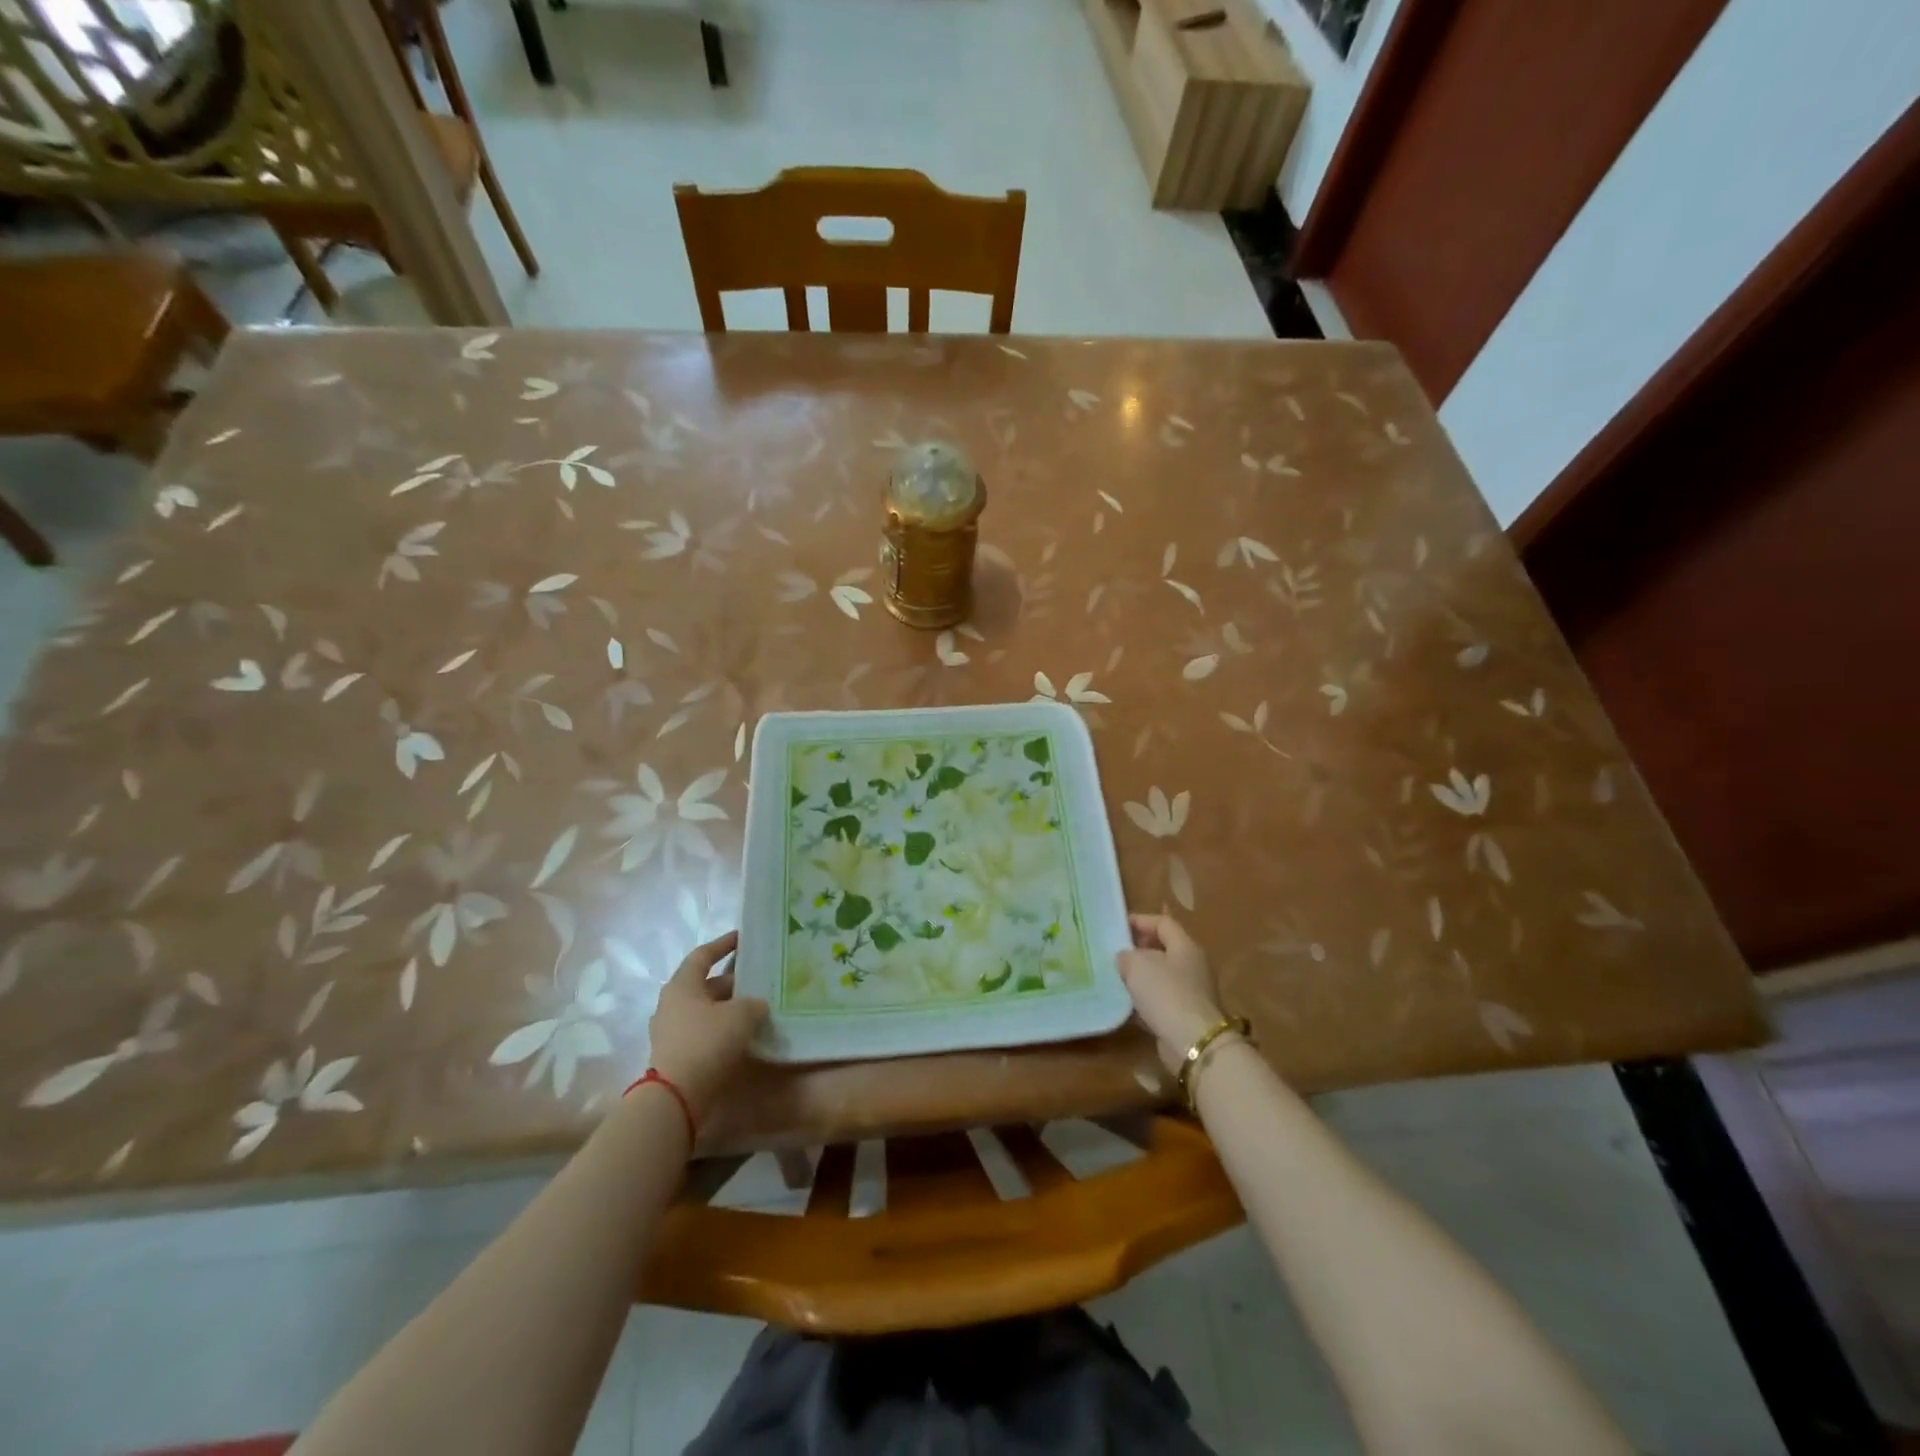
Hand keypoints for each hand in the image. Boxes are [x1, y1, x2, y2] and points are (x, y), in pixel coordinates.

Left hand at [646, 931, 768, 1118]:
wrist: (677, 1097)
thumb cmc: (707, 1043)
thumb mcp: (741, 1015)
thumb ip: (753, 1003)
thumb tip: (756, 1005)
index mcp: (682, 985)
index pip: (703, 955)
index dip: (723, 944)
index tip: (743, 938)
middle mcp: (672, 1004)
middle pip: (706, 985)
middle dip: (734, 982)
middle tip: (760, 980)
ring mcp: (671, 1031)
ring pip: (706, 1010)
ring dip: (729, 1008)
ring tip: (757, 1008)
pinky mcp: (677, 1055)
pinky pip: (704, 1032)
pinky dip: (723, 1029)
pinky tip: (745, 1035)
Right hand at [1118, 913, 1226, 1074]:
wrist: (1193, 1043)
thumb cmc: (1166, 993)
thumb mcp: (1137, 965)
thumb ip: (1126, 956)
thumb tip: (1125, 958)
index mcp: (1185, 946)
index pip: (1163, 922)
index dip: (1140, 921)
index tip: (1117, 926)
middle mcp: (1192, 966)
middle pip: (1163, 949)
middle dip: (1138, 950)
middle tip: (1114, 953)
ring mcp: (1191, 992)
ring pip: (1161, 976)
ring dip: (1140, 977)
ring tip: (1115, 978)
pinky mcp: (1185, 1016)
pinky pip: (1161, 1001)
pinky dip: (1144, 1001)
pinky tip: (1126, 1004)